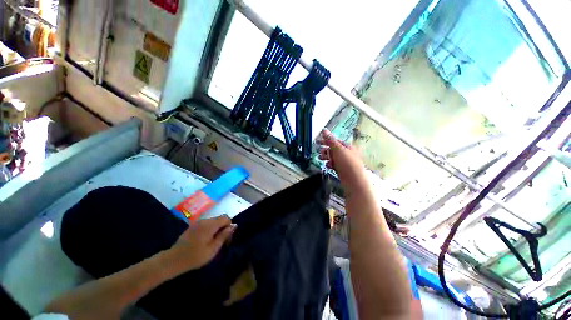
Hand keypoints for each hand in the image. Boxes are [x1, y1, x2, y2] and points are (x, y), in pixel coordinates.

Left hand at [169, 215, 236, 270]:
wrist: (173, 260)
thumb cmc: (195, 256)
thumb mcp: (213, 249)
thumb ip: (224, 236)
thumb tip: (234, 226)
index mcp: (210, 225)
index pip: (226, 218)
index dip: (229, 226)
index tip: (227, 238)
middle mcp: (205, 221)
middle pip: (220, 219)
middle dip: (223, 228)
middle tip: (221, 242)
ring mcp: (198, 223)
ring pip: (213, 222)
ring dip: (217, 229)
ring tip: (213, 242)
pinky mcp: (193, 226)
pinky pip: (206, 224)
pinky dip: (210, 230)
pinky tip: (205, 241)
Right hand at [317, 129, 366, 189]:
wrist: (354, 181)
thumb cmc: (347, 163)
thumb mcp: (338, 149)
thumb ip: (330, 140)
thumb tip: (324, 130)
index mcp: (348, 147)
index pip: (335, 141)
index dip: (326, 141)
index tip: (317, 142)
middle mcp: (347, 153)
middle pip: (334, 149)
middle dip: (325, 150)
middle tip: (319, 152)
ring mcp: (345, 162)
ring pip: (333, 157)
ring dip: (326, 157)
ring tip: (320, 159)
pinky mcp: (343, 170)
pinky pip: (335, 165)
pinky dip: (330, 164)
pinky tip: (328, 166)